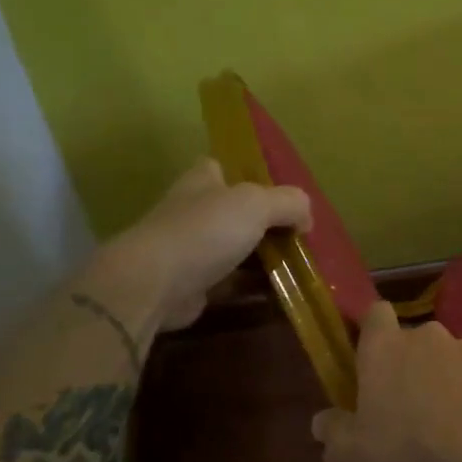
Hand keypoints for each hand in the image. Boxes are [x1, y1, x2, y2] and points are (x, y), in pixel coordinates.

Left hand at [93, 159, 310, 334]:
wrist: (154, 284)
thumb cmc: (205, 231)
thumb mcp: (257, 204)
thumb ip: (289, 203)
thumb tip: (306, 218)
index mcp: (202, 181)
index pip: (222, 167)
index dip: (247, 175)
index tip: (277, 192)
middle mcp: (192, 211)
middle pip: (233, 211)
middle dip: (262, 223)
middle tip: (297, 236)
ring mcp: (189, 250)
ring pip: (233, 249)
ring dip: (259, 258)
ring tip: (296, 267)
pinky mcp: (191, 285)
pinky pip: (229, 283)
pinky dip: (250, 288)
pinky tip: (278, 294)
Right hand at [311, 301, 461, 461]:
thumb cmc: (408, 450)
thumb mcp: (352, 457)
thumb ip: (333, 434)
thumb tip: (323, 421)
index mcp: (385, 348)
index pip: (375, 314)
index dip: (373, 331)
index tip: (372, 358)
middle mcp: (427, 336)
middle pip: (414, 341)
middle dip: (411, 366)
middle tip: (409, 407)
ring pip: (451, 357)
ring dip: (447, 379)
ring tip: (449, 422)